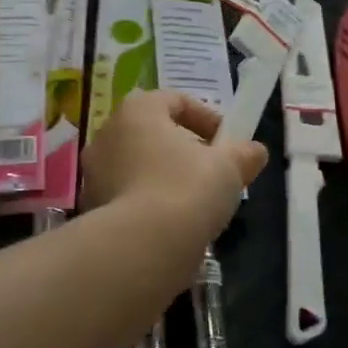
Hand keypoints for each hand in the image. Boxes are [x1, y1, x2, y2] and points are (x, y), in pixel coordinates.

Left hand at [81, 90, 267, 241]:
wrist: (142, 246)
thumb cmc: (187, 189)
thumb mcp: (229, 167)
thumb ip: (244, 154)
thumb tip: (255, 151)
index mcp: (138, 111)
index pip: (175, 101)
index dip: (207, 118)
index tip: (228, 142)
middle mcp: (108, 135)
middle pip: (154, 134)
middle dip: (185, 150)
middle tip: (213, 171)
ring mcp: (94, 174)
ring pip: (139, 166)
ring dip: (166, 177)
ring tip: (196, 202)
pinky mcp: (92, 209)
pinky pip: (128, 196)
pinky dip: (150, 204)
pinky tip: (173, 224)